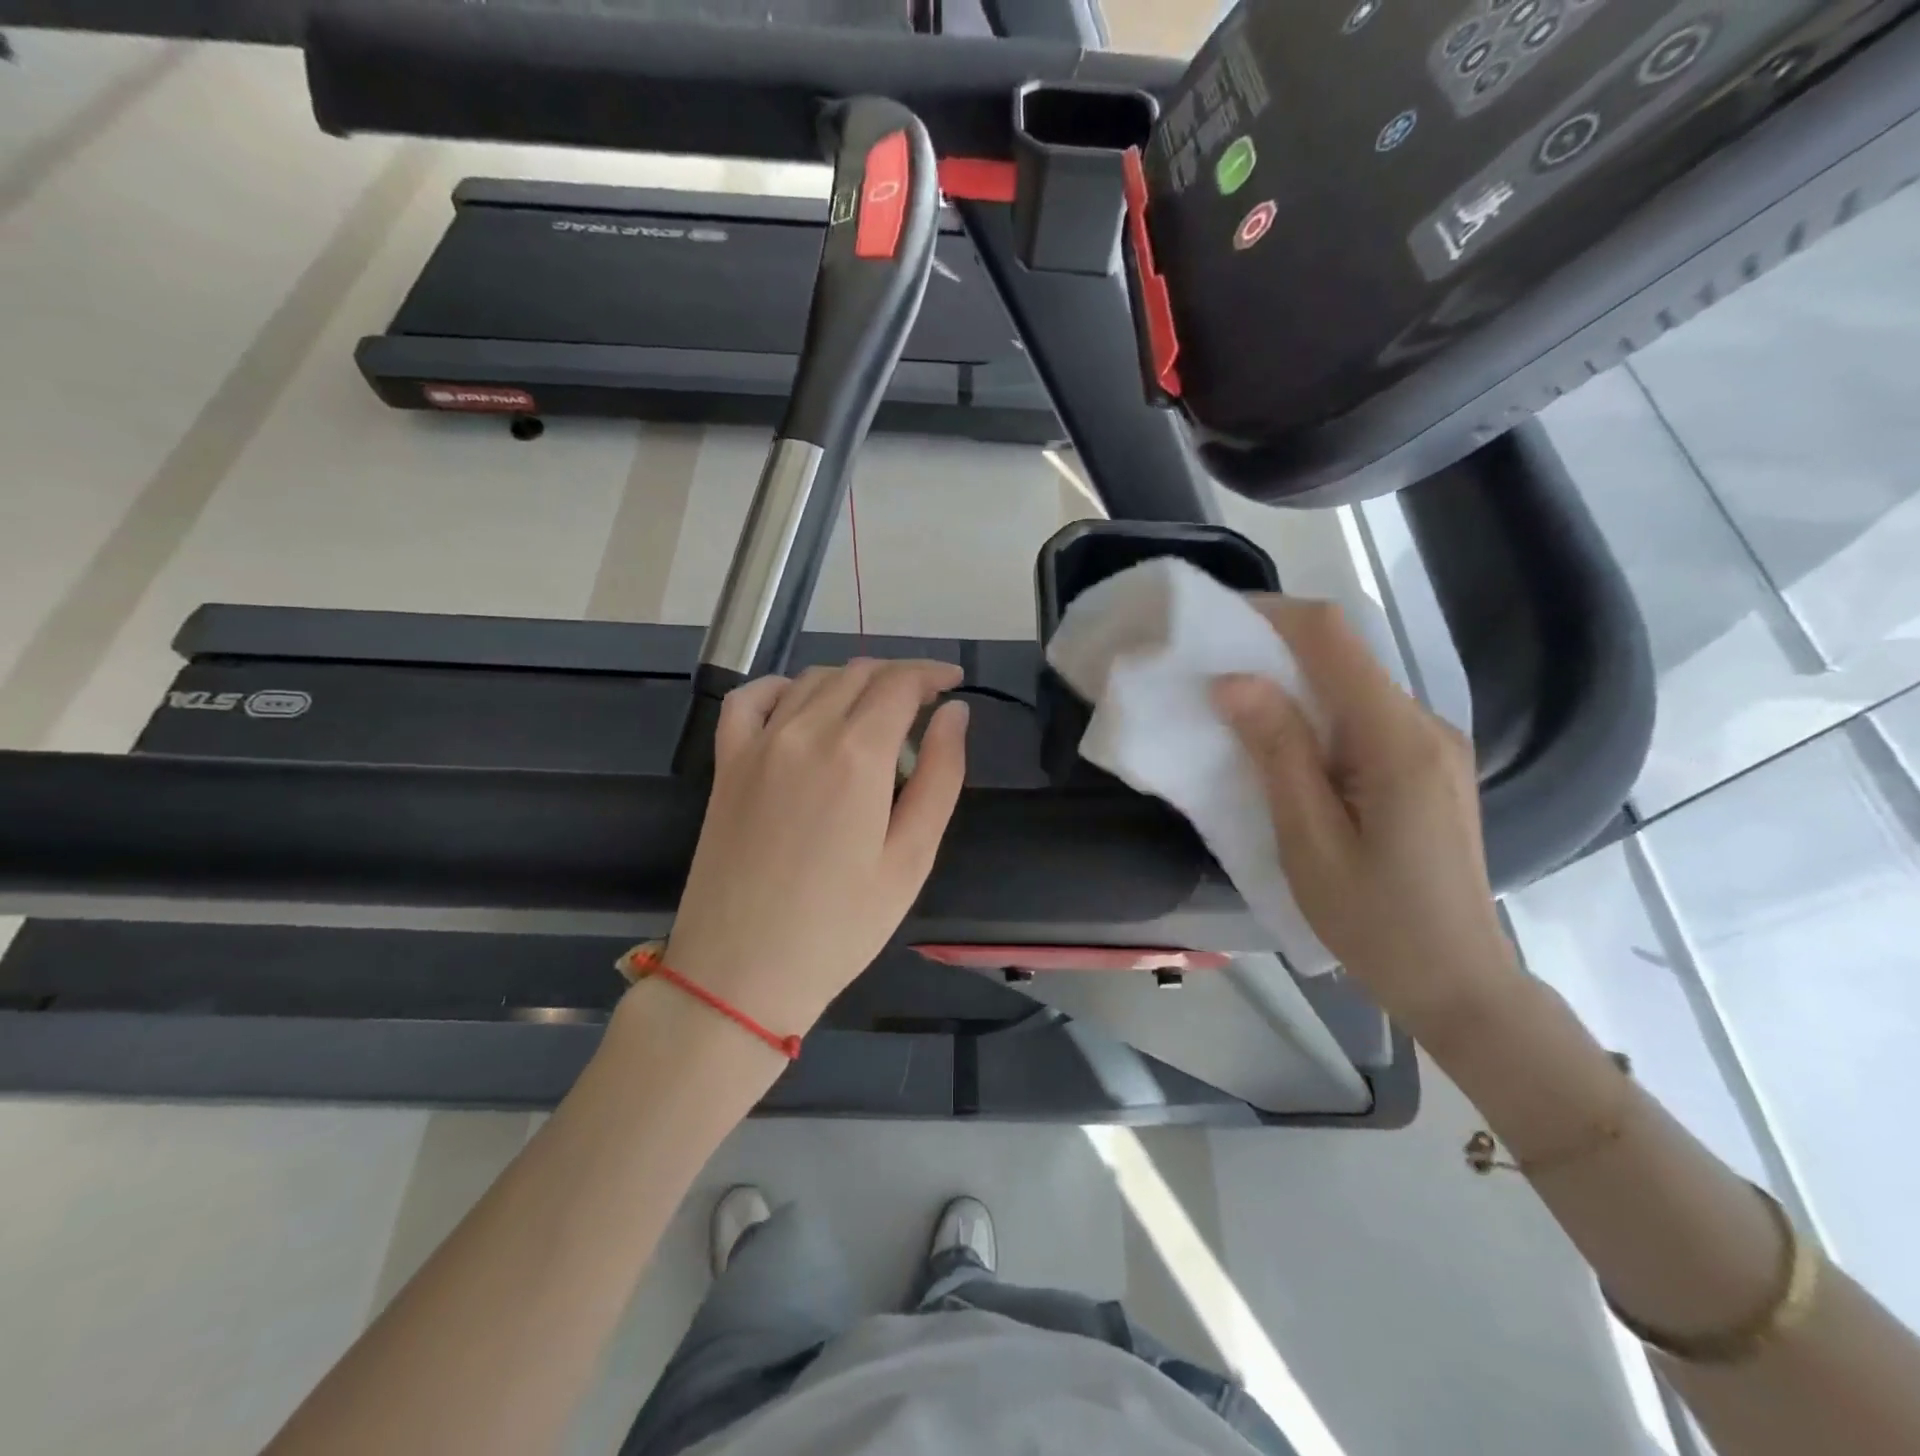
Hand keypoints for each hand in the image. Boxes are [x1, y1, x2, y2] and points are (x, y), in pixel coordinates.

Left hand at [660, 660, 969, 1038]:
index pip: (900, 683)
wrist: (740, 973)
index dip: (932, 674)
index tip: (954, 683)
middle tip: (925, 703)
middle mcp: (804, 731)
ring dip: (853, 682)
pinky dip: (784, 687)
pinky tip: (801, 704)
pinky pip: (750, 699)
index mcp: (856, 754)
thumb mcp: (911, 859)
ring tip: (877, 710)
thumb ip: (940, 776)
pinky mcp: (726, 763)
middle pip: (858, 674)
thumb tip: (955, 714)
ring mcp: (758, 743)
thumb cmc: (840, 927)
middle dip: (899, 676)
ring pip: (813, 680)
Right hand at [1211, 598, 1518, 1034]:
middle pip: (1344, 654)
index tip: (1210, 619)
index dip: (1270, 614)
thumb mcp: (1308, 841)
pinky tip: (1281, 740)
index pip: (1331, 639)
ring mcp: (1430, 744)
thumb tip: (1233, 680)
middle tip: (1206, 662)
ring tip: (1232, 701)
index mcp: (1397, 740)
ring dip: (1290, 679)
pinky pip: (1362, 715)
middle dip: (1271, 644)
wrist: (1458, 983)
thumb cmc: (1375, 922)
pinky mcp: (1425, 765)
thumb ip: (1278, 753)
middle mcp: (1423, 725)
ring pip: (1352, 683)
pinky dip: (1314, 711)